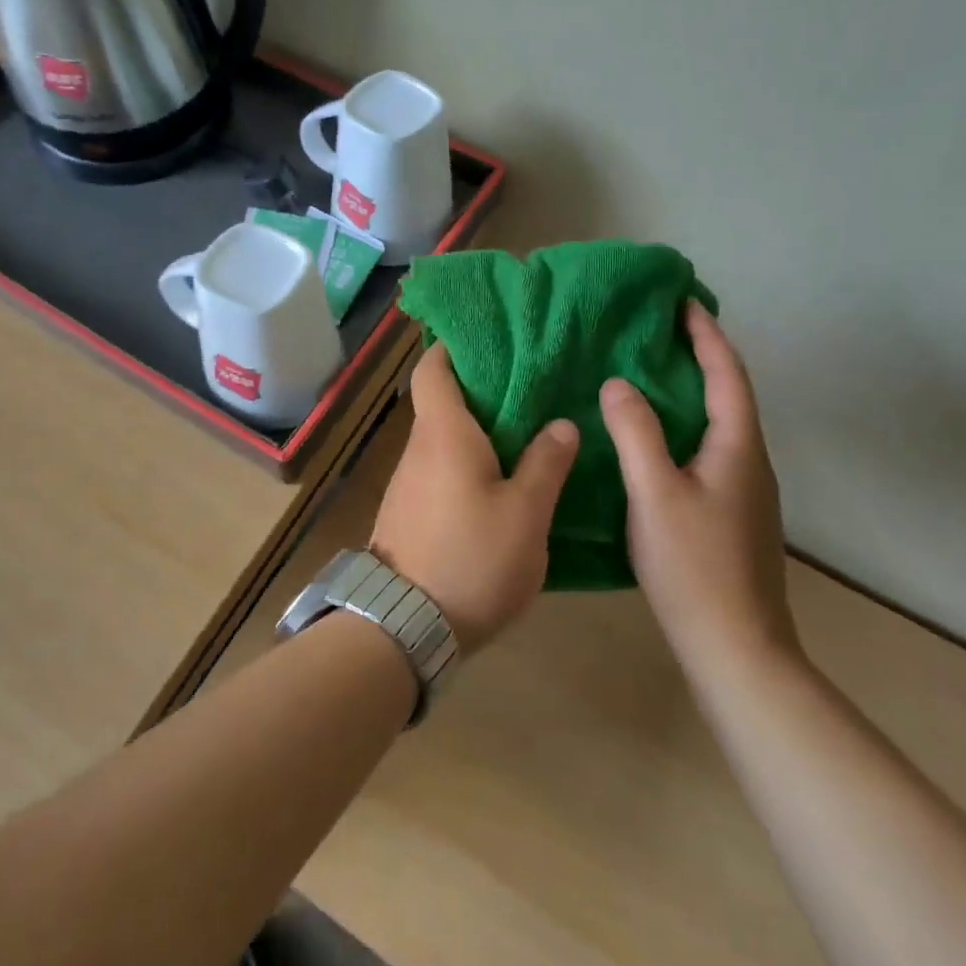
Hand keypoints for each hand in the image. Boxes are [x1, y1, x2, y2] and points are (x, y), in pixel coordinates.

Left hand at [373, 344, 579, 652]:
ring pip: (442, 439)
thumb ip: (545, 464)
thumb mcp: (525, 514)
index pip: (432, 369)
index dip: (452, 347)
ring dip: (475, 429)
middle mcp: (418, 449)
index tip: (486, 338)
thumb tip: (561, 424)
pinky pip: (439, 470)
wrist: (404, 626)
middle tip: (529, 383)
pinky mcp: (409, 513)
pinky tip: (499, 480)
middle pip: (441, 402)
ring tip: (524, 428)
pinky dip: (466, 462)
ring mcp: (408, 483)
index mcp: (443, 433)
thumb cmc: (471, 558)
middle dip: (479, 389)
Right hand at [600, 301, 799, 677]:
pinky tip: (656, 439)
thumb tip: (618, 383)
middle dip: (701, 357)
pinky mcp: (731, 514)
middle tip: (660, 332)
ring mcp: (745, 491)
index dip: (706, 335)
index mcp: (738, 447)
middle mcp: (750, 461)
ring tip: (652, 374)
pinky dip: (686, 425)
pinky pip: (710, 449)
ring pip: (719, 424)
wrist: (736, 648)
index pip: (727, 374)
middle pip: (730, 394)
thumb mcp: (655, 494)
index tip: (682, 302)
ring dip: (693, 391)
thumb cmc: (695, 566)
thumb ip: (636, 434)